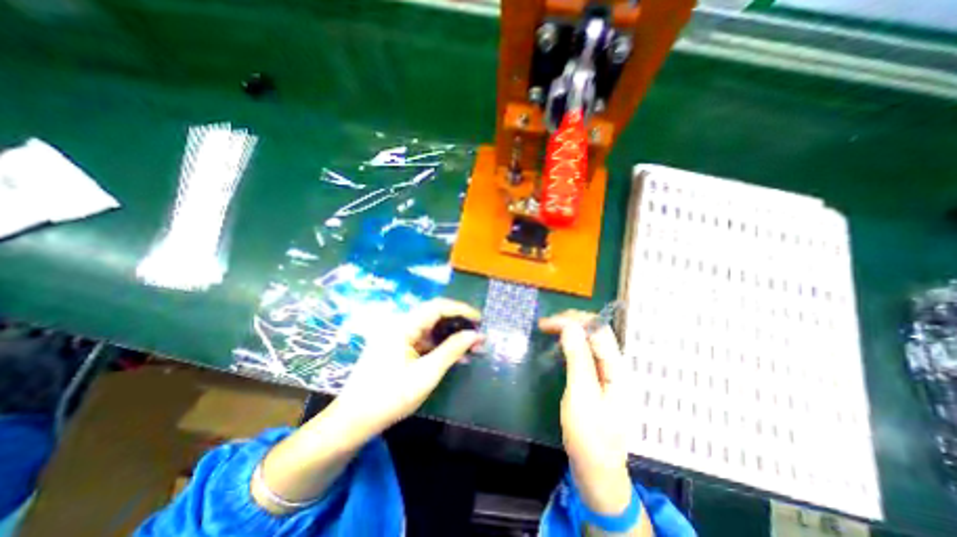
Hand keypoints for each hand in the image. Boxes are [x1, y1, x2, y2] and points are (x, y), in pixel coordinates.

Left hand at [337, 299, 485, 440]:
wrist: (353, 421)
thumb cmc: (390, 397)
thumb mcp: (427, 373)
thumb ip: (452, 350)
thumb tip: (476, 335)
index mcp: (403, 325)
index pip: (438, 306)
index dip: (461, 310)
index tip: (480, 320)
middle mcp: (399, 324)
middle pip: (434, 315)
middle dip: (458, 323)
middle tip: (477, 335)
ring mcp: (397, 336)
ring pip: (430, 328)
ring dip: (450, 336)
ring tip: (470, 347)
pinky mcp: (397, 347)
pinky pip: (423, 340)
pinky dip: (439, 346)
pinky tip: (453, 355)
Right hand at [537, 311, 633, 516]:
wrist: (598, 471)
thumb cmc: (589, 436)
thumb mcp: (581, 395)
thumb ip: (578, 359)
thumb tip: (570, 327)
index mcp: (617, 369)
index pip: (597, 331)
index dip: (573, 320)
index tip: (547, 323)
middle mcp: (616, 366)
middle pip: (596, 332)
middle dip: (571, 322)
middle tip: (545, 324)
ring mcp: (609, 373)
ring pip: (591, 341)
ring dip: (571, 331)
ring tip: (549, 329)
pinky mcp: (600, 380)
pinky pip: (587, 353)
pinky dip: (571, 344)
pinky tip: (560, 345)